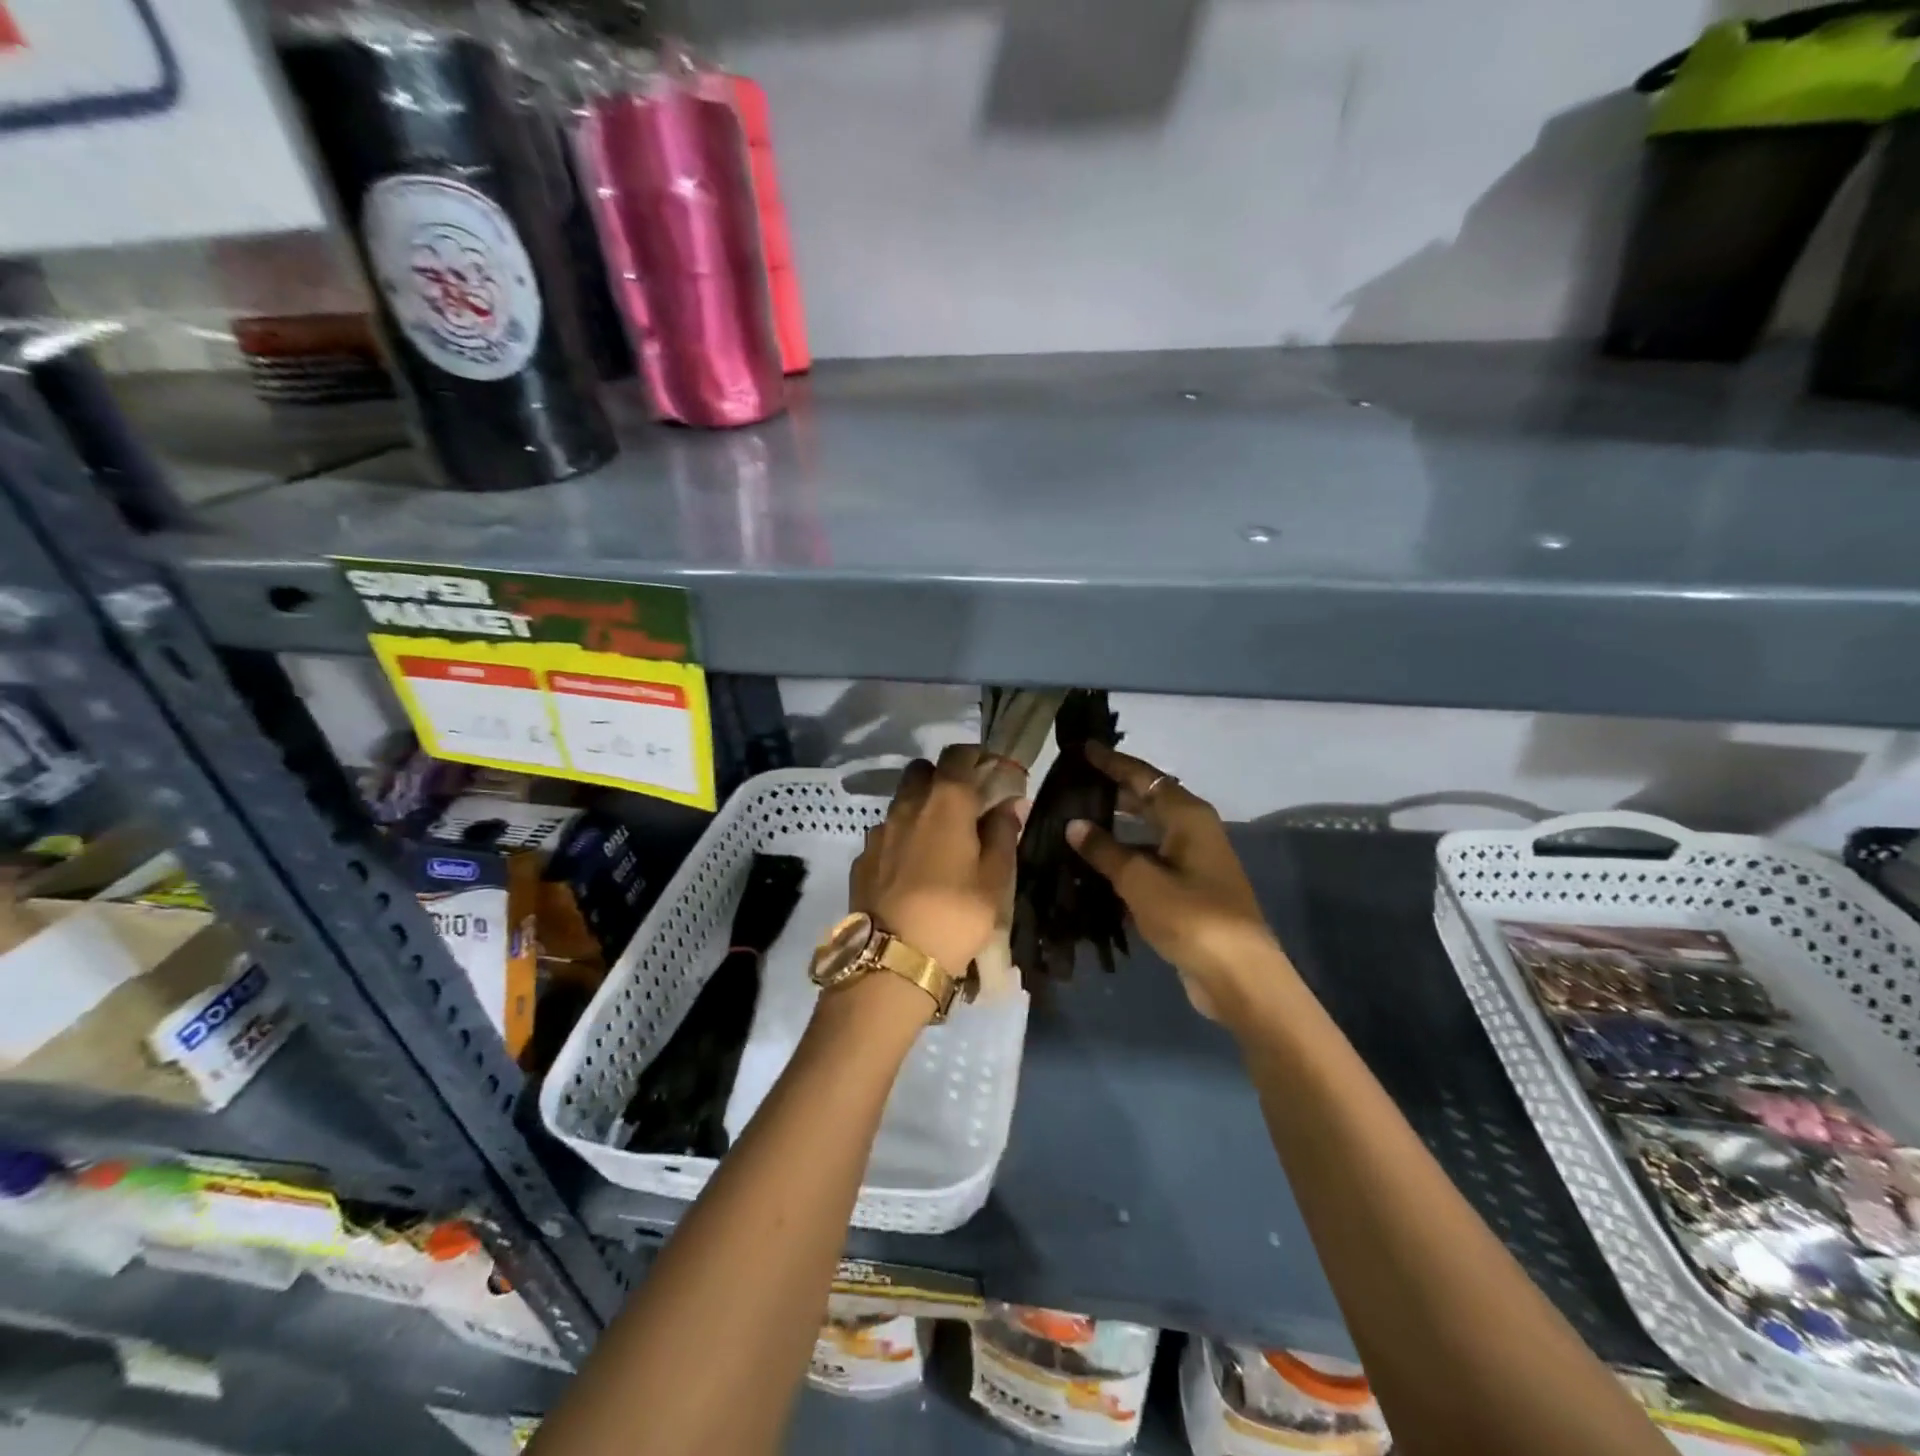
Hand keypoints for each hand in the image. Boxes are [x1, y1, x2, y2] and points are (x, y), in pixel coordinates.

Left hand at [848, 744, 1022, 976]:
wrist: (894, 958)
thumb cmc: (956, 913)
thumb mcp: (995, 878)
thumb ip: (1003, 833)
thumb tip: (1009, 804)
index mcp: (946, 801)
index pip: (958, 755)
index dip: (975, 758)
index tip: (989, 774)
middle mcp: (907, 805)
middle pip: (922, 771)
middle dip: (942, 779)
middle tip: (963, 808)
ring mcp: (879, 831)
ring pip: (901, 803)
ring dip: (919, 810)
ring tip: (937, 845)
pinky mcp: (862, 859)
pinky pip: (885, 835)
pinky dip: (900, 841)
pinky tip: (911, 871)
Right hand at [1065, 744, 1282, 1020]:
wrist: (1237, 974)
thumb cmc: (1191, 916)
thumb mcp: (1141, 880)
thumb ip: (1105, 850)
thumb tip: (1075, 824)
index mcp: (1187, 815)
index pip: (1143, 777)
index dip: (1111, 762)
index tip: (1082, 749)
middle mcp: (1192, 830)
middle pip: (1147, 800)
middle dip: (1112, 791)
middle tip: (1072, 785)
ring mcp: (1192, 861)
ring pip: (1146, 833)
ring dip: (1115, 828)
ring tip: (1075, 822)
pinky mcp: (1188, 889)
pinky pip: (1149, 861)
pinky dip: (1124, 858)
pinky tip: (1094, 865)